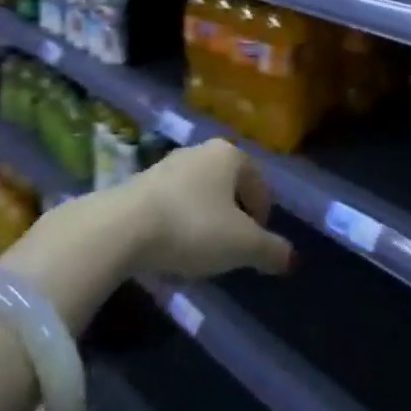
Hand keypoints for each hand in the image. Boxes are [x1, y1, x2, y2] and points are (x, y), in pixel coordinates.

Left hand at [121, 139, 294, 279]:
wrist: (121, 228)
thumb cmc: (193, 227)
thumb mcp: (242, 245)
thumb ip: (270, 250)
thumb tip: (290, 259)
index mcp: (229, 155)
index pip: (259, 182)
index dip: (263, 214)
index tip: (257, 243)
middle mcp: (199, 151)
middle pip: (228, 186)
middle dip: (234, 216)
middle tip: (233, 248)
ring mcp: (166, 165)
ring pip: (199, 194)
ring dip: (205, 221)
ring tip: (202, 253)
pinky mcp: (139, 183)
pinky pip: (172, 204)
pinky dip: (179, 223)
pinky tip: (172, 248)